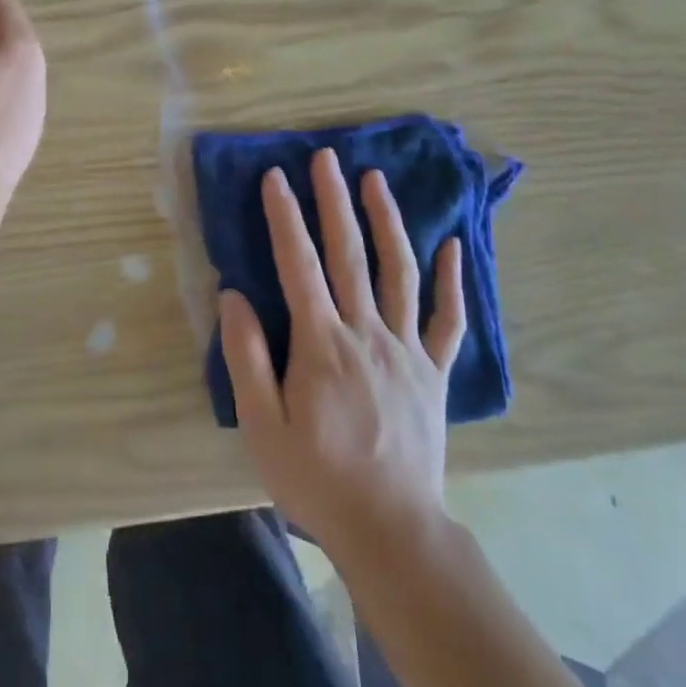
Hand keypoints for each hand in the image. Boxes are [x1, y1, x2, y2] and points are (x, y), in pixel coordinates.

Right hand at [218, 148, 465, 557]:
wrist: (391, 528)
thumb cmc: (315, 477)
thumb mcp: (262, 425)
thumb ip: (247, 356)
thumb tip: (233, 295)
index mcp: (321, 343)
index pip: (298, 264)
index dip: (284, 217)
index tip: (274, 177)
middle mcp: (366, 332)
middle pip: (349, 254)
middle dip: (334, 201)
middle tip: (326, 157)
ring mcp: (406, 349)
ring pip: (399, 271)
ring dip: (387, 221)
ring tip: (376, 180)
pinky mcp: (433, 371)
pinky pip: (447, 319)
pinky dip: (452, 280)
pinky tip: (453, 245)